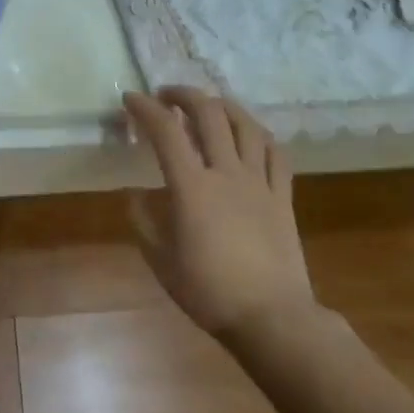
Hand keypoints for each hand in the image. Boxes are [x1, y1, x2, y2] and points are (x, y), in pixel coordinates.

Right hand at [122, 87, 314, 342]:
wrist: (271, 318)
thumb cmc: (209, 292)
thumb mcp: (161, 262)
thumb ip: (144, 223)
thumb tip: (134, 196)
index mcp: (192, 188)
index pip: (166, 132)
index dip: (145, 109)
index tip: (130, 99)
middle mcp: (227, 173)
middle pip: (209, 114)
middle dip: (184, 95)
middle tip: (166, 95)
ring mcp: (260, 182)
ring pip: (246, 126)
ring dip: (223, 105)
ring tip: (208, 104)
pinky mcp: (283, 197)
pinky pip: (276, 153)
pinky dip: (258, 134)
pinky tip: (249, 135)